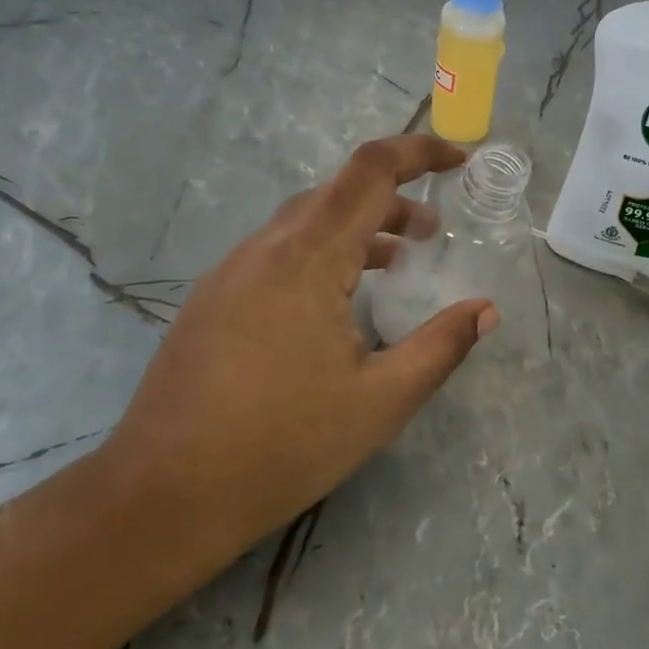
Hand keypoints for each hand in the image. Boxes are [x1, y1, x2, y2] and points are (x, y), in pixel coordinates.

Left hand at [103, 135, 498, 564]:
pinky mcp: (212, 299)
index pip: (369, 171)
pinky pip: (277, 252)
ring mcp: (230, 272)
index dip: (418, 152)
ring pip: (304, 222)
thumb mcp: (380, 402)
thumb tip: (485, 310)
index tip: (459, 162)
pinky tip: (336, 303)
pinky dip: (322, 254)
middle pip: (337, 192)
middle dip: (393, 200)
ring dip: (356, 229)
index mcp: (307, 259)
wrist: (162, 496)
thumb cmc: (282, 446)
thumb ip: (440, 347)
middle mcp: (265, 249)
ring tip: (395, 264)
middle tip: (433, 236)